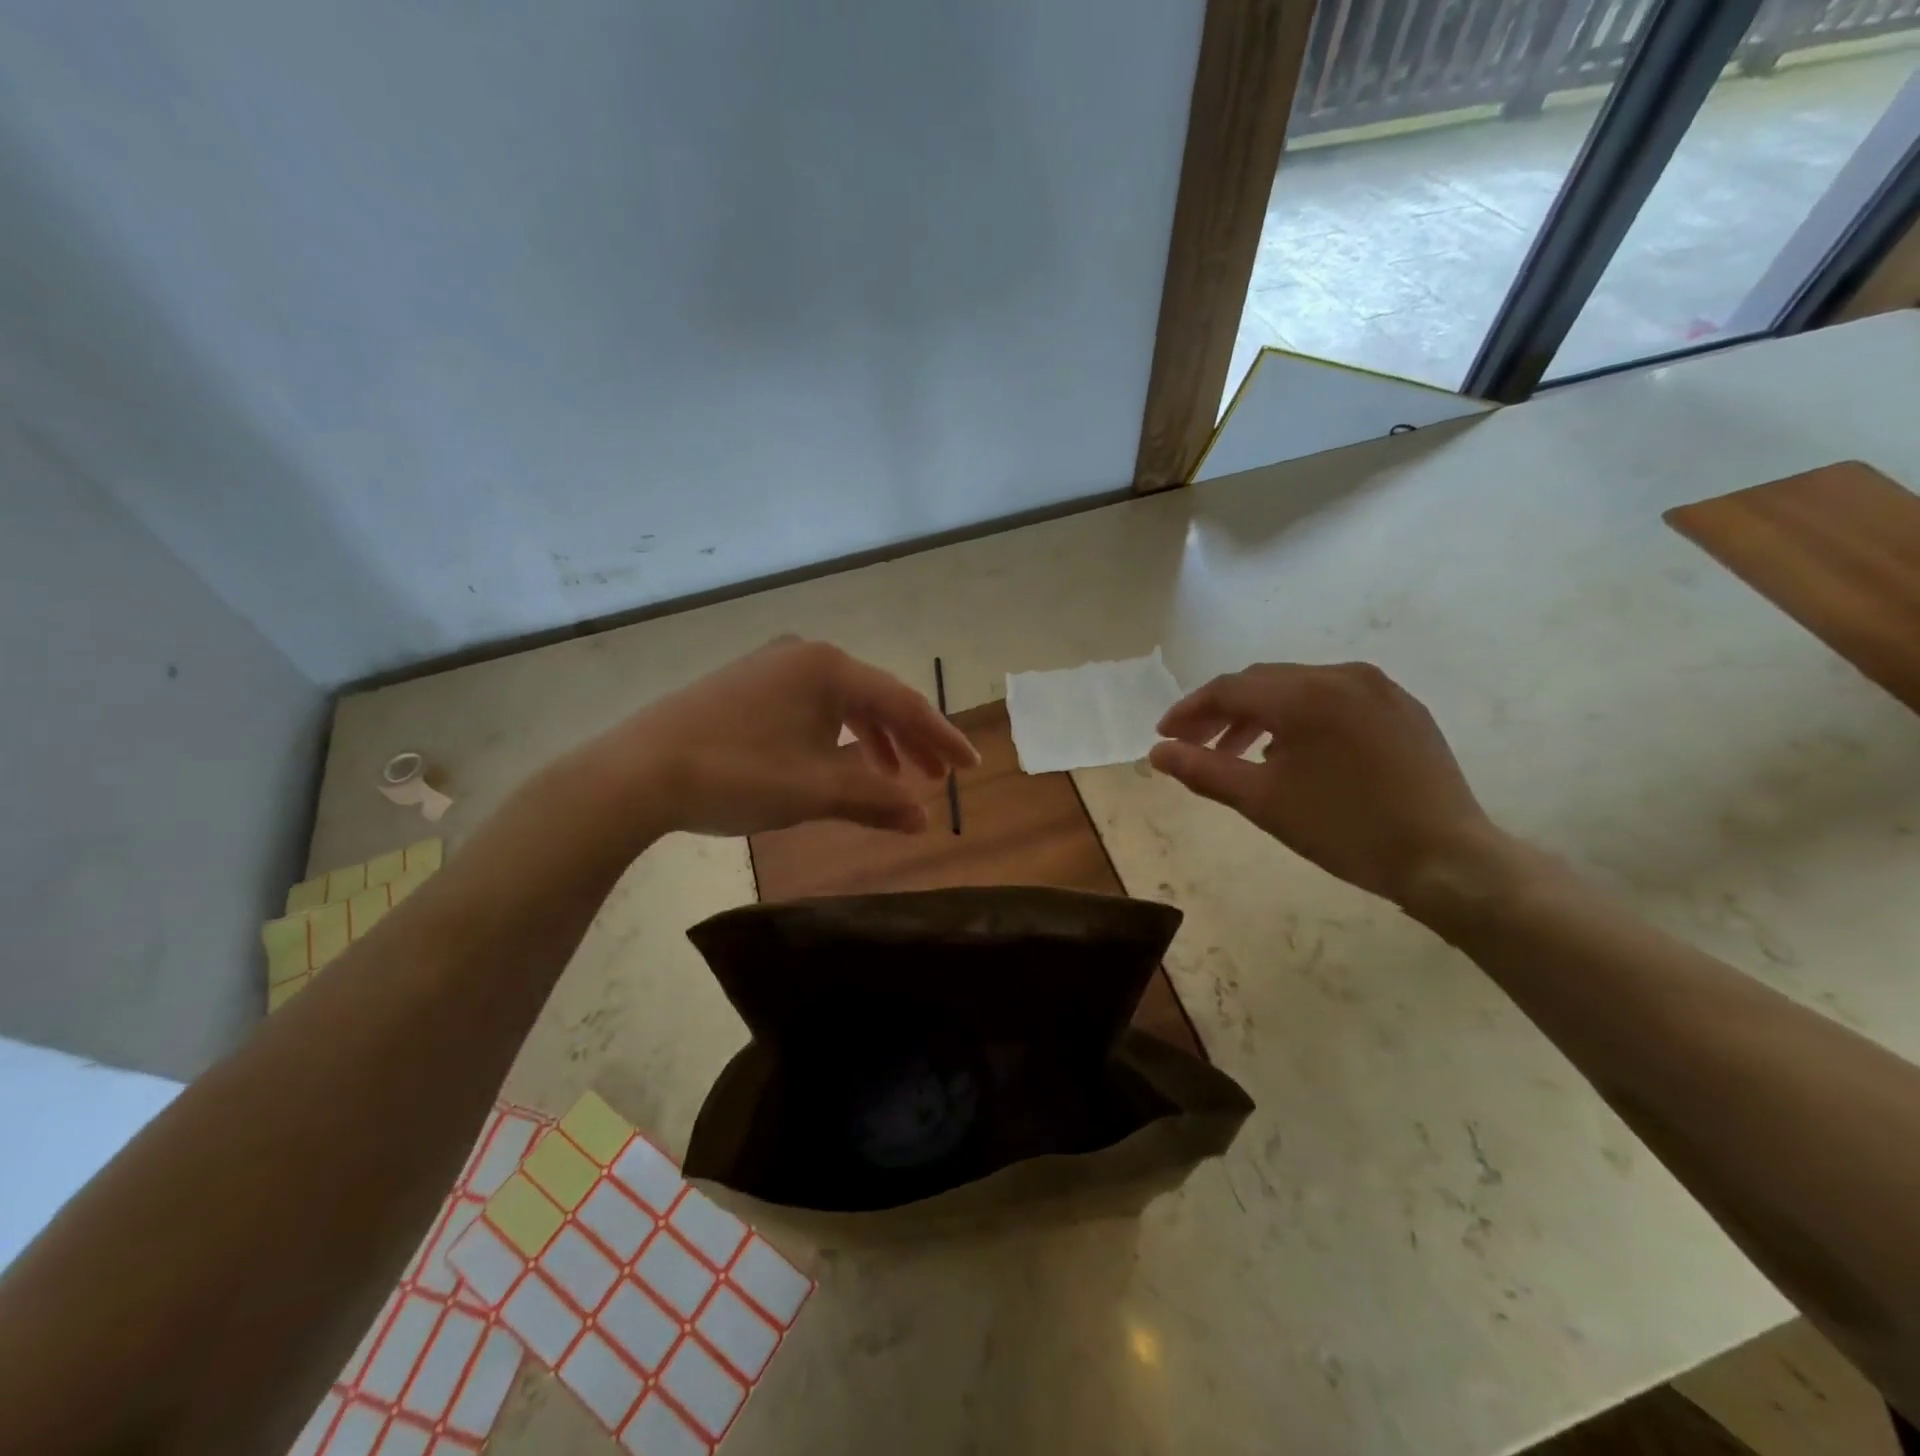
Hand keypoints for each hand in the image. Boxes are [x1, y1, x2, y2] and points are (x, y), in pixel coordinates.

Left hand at [597, 638, 977, 838]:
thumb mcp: (815, 790)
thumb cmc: (738, 774)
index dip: (941, 737)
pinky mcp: (746, 684)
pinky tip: (835, 762)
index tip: (971, 765)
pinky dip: (833, 735)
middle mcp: (805, 655)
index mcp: (829, 667)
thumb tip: (923, 820)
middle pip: (875, 698)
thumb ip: (876, 800)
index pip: (903, 703)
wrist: (639, 771)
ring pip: (840, 703)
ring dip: (872, 739)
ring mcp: (772, 667)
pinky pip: (809, 706)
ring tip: (890, 776)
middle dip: (908, 740)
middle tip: (935, 778)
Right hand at [1148, 662, 1509, 907]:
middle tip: (1195, 745)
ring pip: (1298, 689)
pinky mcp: (1402, 708)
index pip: (1229, 689)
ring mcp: (1378, 688)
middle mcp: (1341, 675)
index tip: (1165, 737)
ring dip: (1260, 715)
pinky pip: (1334, 699)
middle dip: (1222, 711)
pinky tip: (1293, 753)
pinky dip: (1300, 718)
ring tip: (1240, 754)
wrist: (1446, 859)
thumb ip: (1202, 770)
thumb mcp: (1261, 802)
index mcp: (1305, 694)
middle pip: (1263, 682)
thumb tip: (1157, 753)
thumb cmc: (1344, 830)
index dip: (1190, 710)